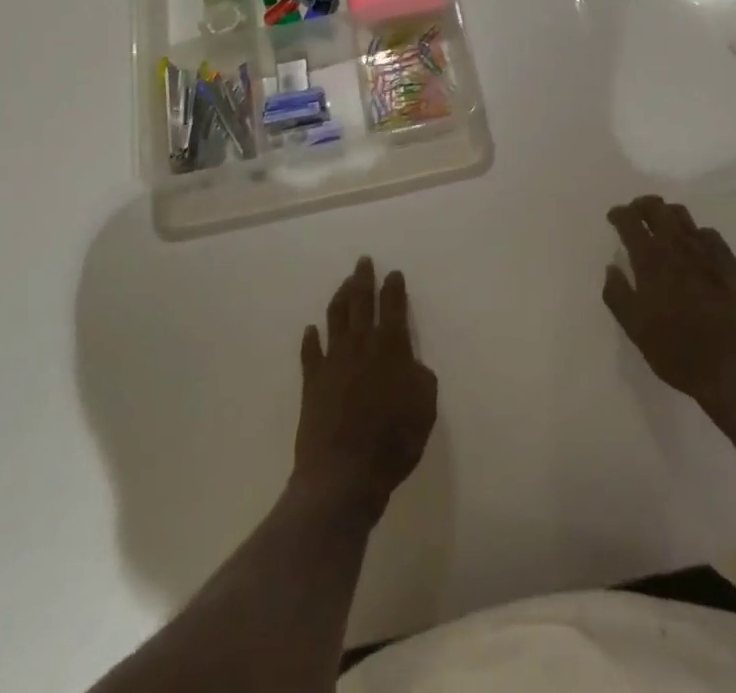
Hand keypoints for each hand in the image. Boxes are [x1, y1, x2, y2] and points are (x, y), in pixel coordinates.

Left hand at [292, 257, 437, 521]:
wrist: (343, 474)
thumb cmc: (392, 442)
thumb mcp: (425, 409)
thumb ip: (421, 378)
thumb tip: (412, 364)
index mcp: (391, 347)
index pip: (393, 307)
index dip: (394, 288)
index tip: (393, 273)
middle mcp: (361, 344)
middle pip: (360, 302)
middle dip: (363, 279)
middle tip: (363, 261)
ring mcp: (333, 360)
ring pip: (335, 318)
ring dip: (340, 297)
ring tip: (344, 284)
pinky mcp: (312, 381)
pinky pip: (310, 352)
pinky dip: (311, 339)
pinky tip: (311, 330)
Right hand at [602, 196, 735, 425]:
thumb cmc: (679, 352)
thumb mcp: (636, 330)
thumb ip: (617, 294)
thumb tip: (612, 267)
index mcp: (651, 260)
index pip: (630, 220)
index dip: (619, 213)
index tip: (614, 218)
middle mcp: (678, 246)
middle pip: (657, 207)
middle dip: (642, 205)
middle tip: (635, 215)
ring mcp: (708, 252)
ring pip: (683, 216)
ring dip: (667, 215)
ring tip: (662, 227)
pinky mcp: (731, 263)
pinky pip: (709, 234)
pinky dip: (695, 234)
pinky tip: (694, 249)